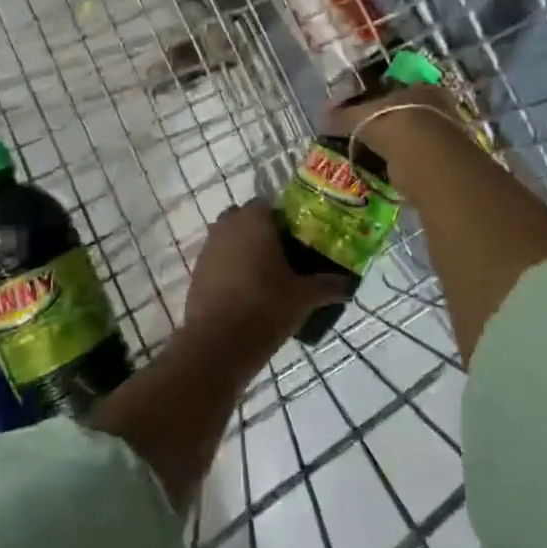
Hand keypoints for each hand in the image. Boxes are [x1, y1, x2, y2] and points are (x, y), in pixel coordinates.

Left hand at [183, 200, 341, 342]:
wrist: (218, 343)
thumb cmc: (265, 307)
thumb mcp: (304, 297)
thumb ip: (328, 286)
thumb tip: (349, 284)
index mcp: (254, 220)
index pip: (268, 204)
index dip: (284, 219)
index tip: (299, 238)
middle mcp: (227, 225)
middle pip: (246, 219)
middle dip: (262, 232)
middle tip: (284, 255)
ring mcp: (208, 248)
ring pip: (230, 239)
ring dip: (244, 250)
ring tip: (267, 276)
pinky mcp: (196, 271)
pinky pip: (218, 260)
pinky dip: (230, 268)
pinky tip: (247, 292)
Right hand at [318, 81, 467, 164]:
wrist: (424, 157)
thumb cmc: (393, 123)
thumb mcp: (360, 117)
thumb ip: (342, 116)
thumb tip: (321, 116)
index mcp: (420, 88)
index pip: (398, 89)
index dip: (380, 99)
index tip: (364, 111)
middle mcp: (437, 107)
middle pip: (408, 113)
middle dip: (390, 124)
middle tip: (369, 135)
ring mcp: (443, 135)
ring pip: (414, 137)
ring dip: (398, 146)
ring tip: (376, 156)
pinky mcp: (443, 161)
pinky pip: (417, 158)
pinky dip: (404, 164)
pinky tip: (389, 171)